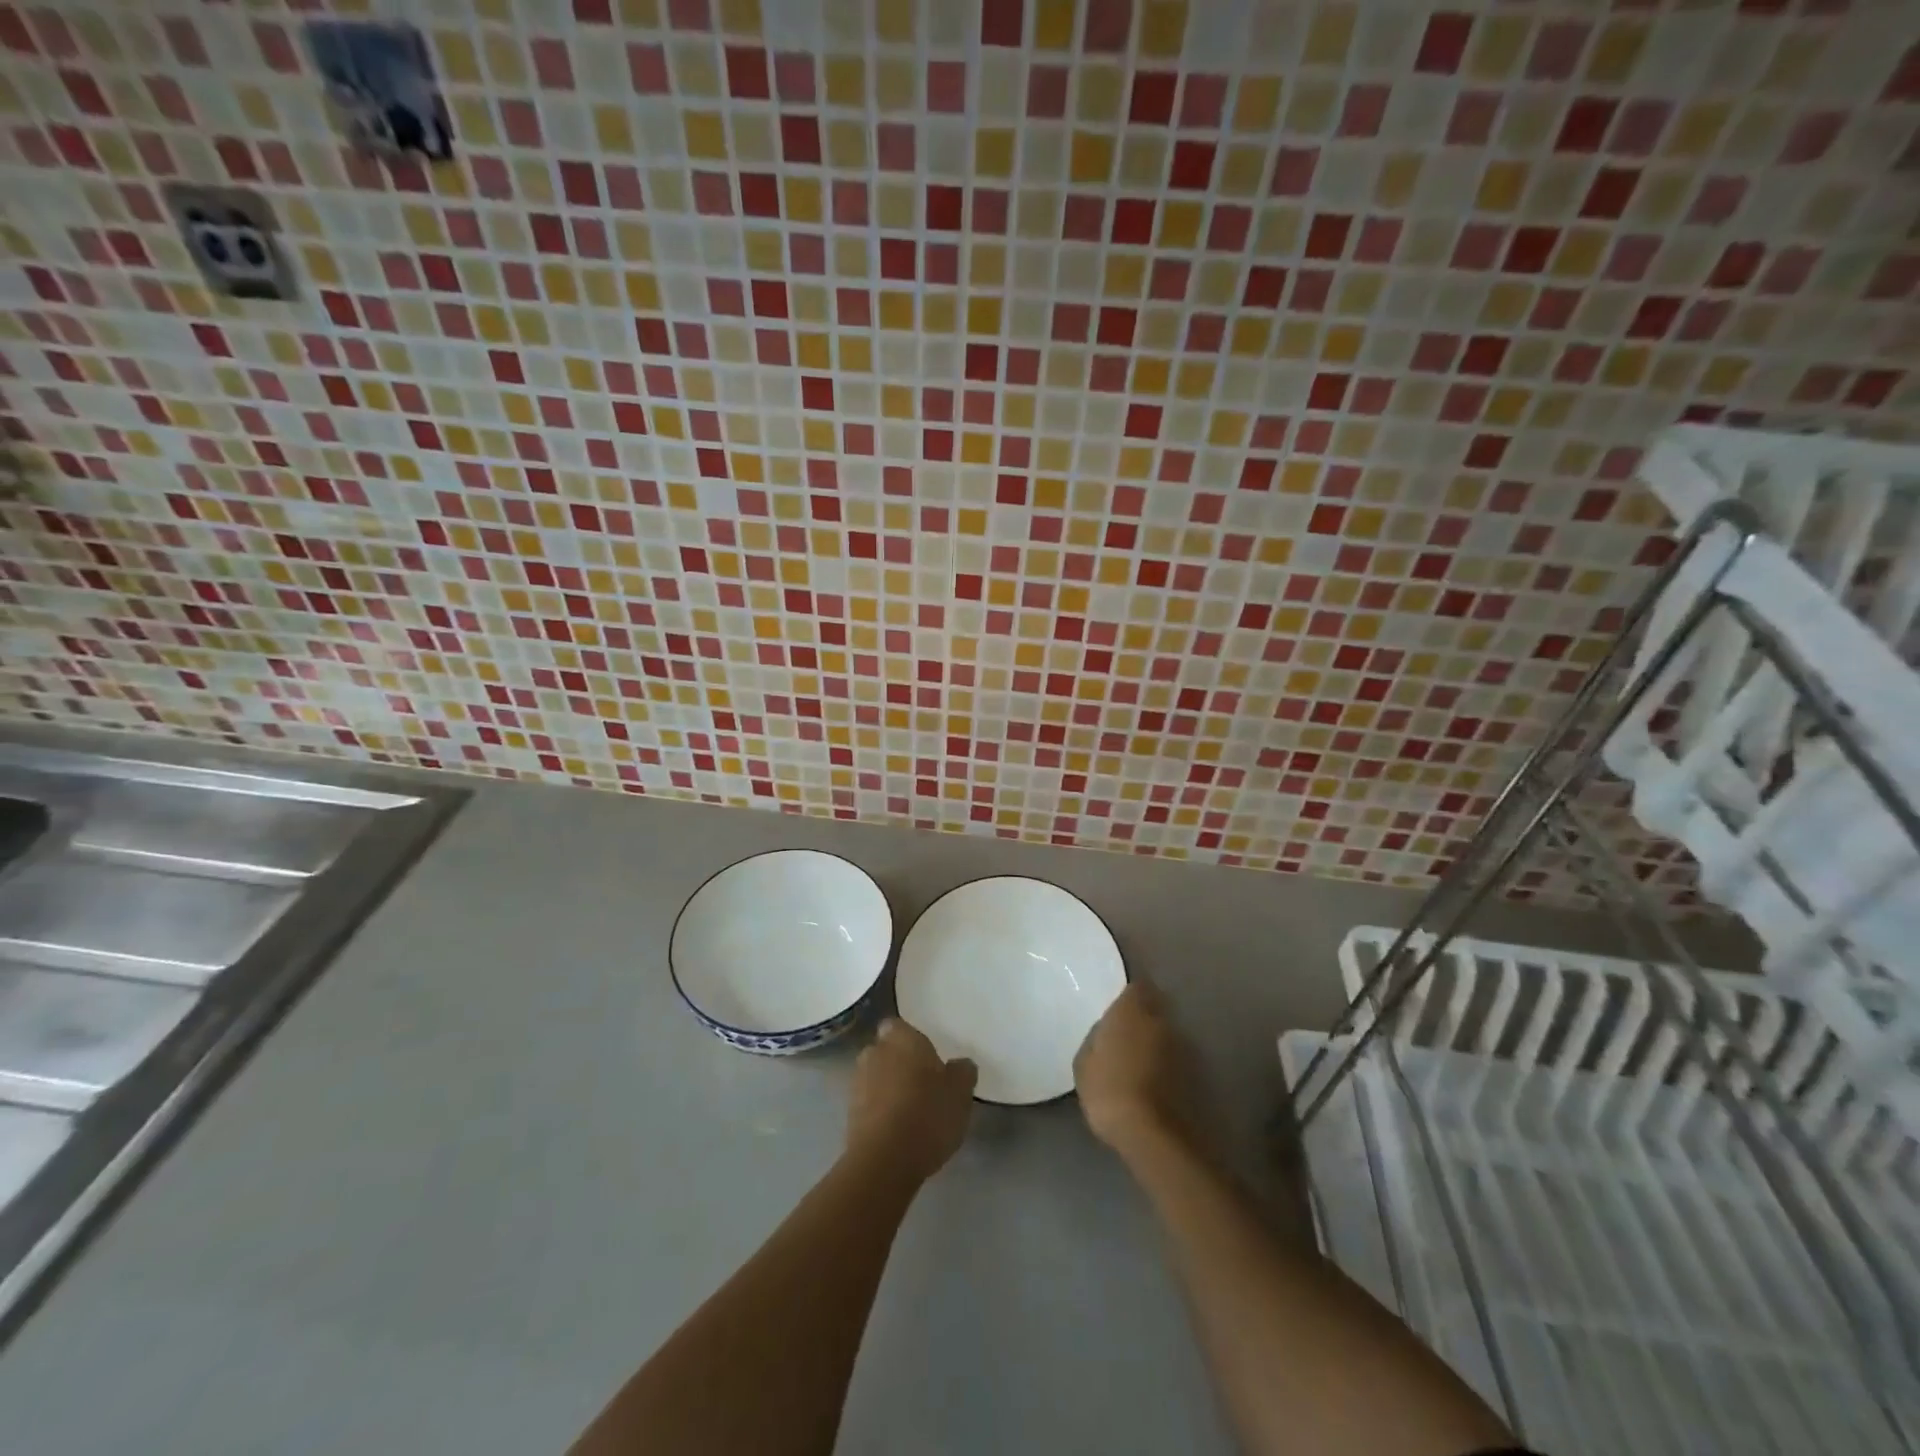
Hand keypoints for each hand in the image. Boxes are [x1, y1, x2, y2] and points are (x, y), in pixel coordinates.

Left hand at [845, 1018, 976, 1181]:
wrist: (885, 1161)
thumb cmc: (927, 1114)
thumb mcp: (961, 1092)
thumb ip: (963, 1071)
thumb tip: (960, 1064)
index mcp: (901, 1038)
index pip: (899, 1026)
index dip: (911, 1040)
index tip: (927, 1057)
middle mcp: (874, 1052)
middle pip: (886, 1051)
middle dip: (899, 1063)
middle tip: (923, 1083)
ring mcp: (857, 1083)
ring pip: (876, 1077)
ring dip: (888, 1088)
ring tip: (911, 1111)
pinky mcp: (849, 1114)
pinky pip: (868, 1104)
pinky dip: (880, 1112)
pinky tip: (898, 1130)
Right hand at [1074, 981, 1190, 1151]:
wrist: (1153, 1135)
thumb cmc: (1110, 1090)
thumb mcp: (1084, 1063)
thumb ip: (1096, 1039)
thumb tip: (1106, 1033)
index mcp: (1132, 1011)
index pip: (1138, 986)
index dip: (1129, 995)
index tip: (1118, 1006)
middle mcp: (1162, 1021)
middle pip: (1156, 1008)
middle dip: (1144, 1017)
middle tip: (1126, 1034)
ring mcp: (1184, 1047)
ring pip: (1168, 1034)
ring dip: (1157, 1042)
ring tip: (1140, 1062)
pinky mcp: (1197, 1074)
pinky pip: (1176, 1060)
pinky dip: (1167, 1066)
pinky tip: (1154, 1082)